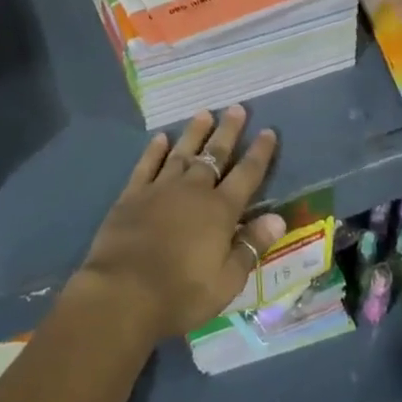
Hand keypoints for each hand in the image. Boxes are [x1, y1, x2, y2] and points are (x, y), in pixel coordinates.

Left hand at [75, 108, 287, 343]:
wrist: (123, 292)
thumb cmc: (181, 293)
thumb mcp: (226, 281)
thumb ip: (250, 246)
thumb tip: (278, 218)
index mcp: (220, 211)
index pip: (246, 175)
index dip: (259, 153)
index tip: (268, 131)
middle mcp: (193, 190)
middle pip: (215, 155)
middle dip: (228, 132)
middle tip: (237, 108)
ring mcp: (160, 188)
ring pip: (182, 153)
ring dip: (194, 133)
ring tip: (204, 113)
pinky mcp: (133, 194)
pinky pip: (147, 164)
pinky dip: (155, 150)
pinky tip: (160, 138)